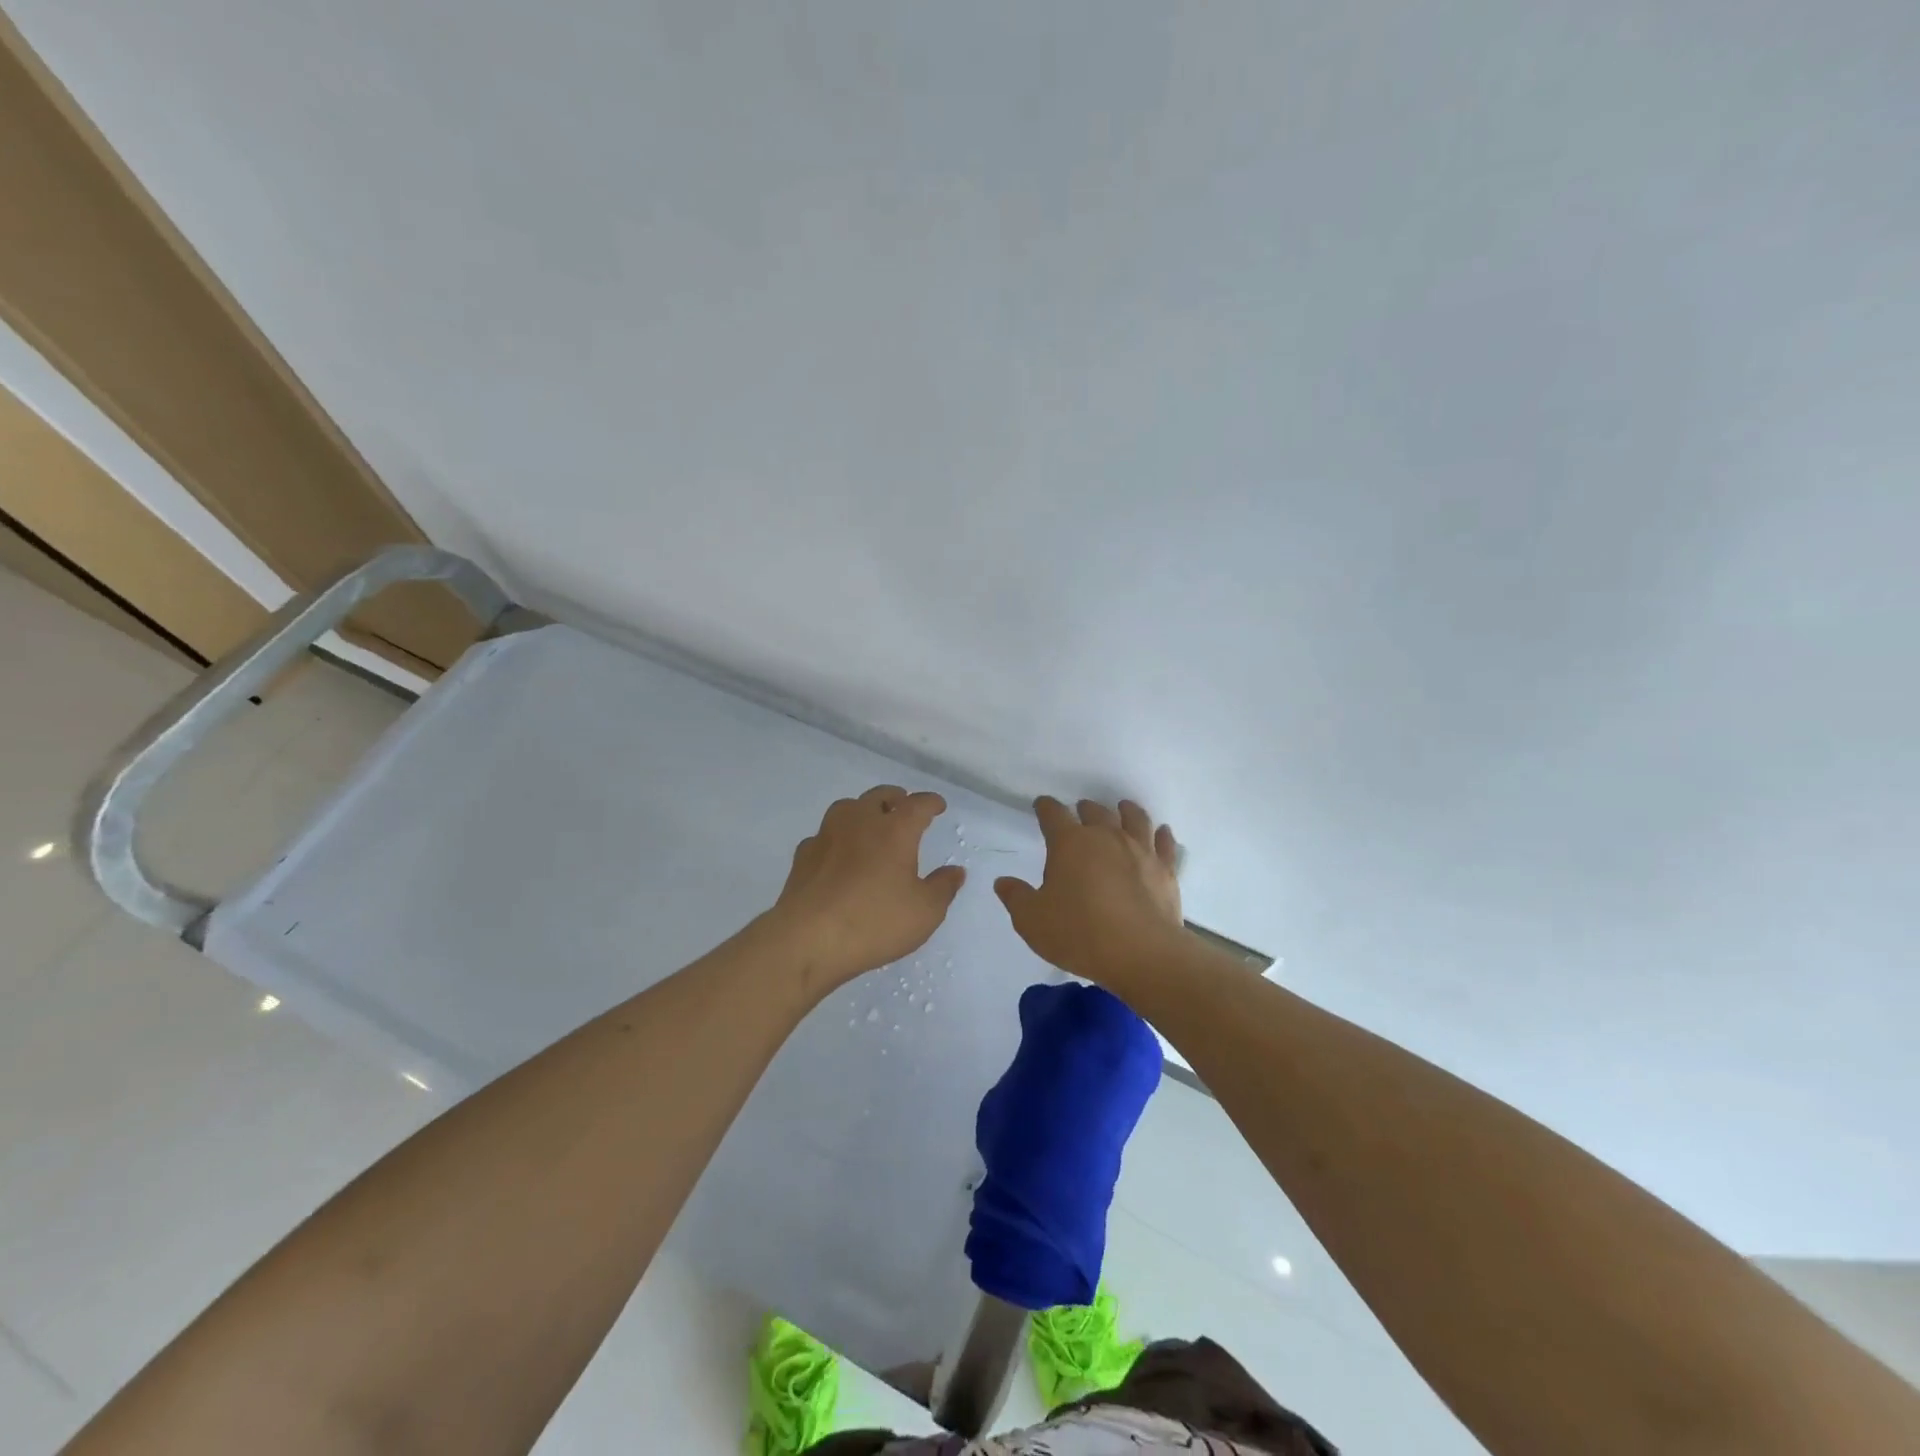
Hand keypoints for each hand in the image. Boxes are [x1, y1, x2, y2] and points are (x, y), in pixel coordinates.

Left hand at [768, 785, 965, 992]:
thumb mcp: (925, 912)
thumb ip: (943, 887)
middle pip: (879, 796)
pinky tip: (839, 855)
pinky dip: (837, 838)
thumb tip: (955, 871)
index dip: (930, 803)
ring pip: (847, 808)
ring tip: (871, 826)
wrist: (808, 939)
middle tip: (903, 807)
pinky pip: (825, 835)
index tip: (938, 805)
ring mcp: (827, 835)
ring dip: (863, 811)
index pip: (917, 804)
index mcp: (895, 830)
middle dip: (895, 798)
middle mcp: (860, 822)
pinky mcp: (803, 855)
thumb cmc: (874, 921)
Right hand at [994, 797, 1184, 987]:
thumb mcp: (1032, 921)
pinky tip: (1162, 832)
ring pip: (1134, 818)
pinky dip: (1162, 835)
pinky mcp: (1165, 869)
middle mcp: (1106, 837)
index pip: (1053, 814)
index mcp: (1070, 843)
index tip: (1041, 805)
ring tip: (1122, 808)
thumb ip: (1016, 898)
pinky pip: (1165, 843)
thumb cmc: (1079, 934)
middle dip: (1084, 809)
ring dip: (1125, 810)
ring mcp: (1140, 850)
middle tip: (1080, 811)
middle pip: (1095, 811)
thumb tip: (1003, 882)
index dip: (1045, 807)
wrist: (1142, 954)